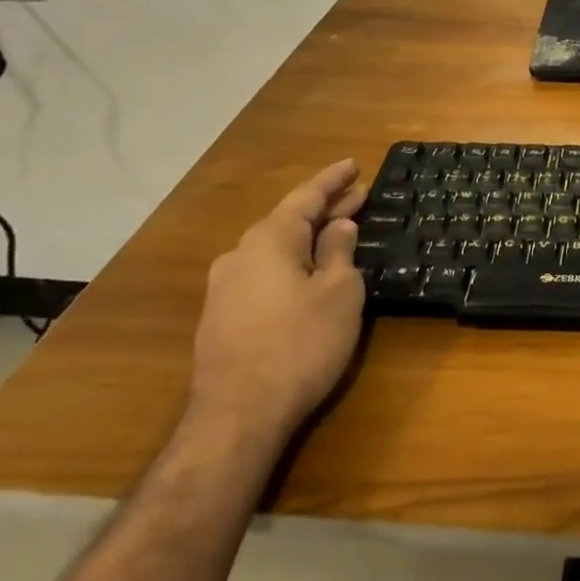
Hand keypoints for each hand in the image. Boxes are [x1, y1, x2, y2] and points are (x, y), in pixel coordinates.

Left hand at [185, 160, 367, 449]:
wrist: (238, 416)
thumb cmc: (301, 344)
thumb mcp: (338, 292)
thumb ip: (339, 251)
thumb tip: (338, 226)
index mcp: (270, 240)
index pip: (306, 197)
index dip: (333, 180)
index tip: (355, 164)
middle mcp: (240, 255)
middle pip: (288, 221)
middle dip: (324, 208)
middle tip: (358, 196)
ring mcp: (224, 288)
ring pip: (274, 248)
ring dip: (307, 237)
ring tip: (337, 232)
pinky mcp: (221, 318)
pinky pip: (263, 273)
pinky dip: (291, 262)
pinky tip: (306, 273)